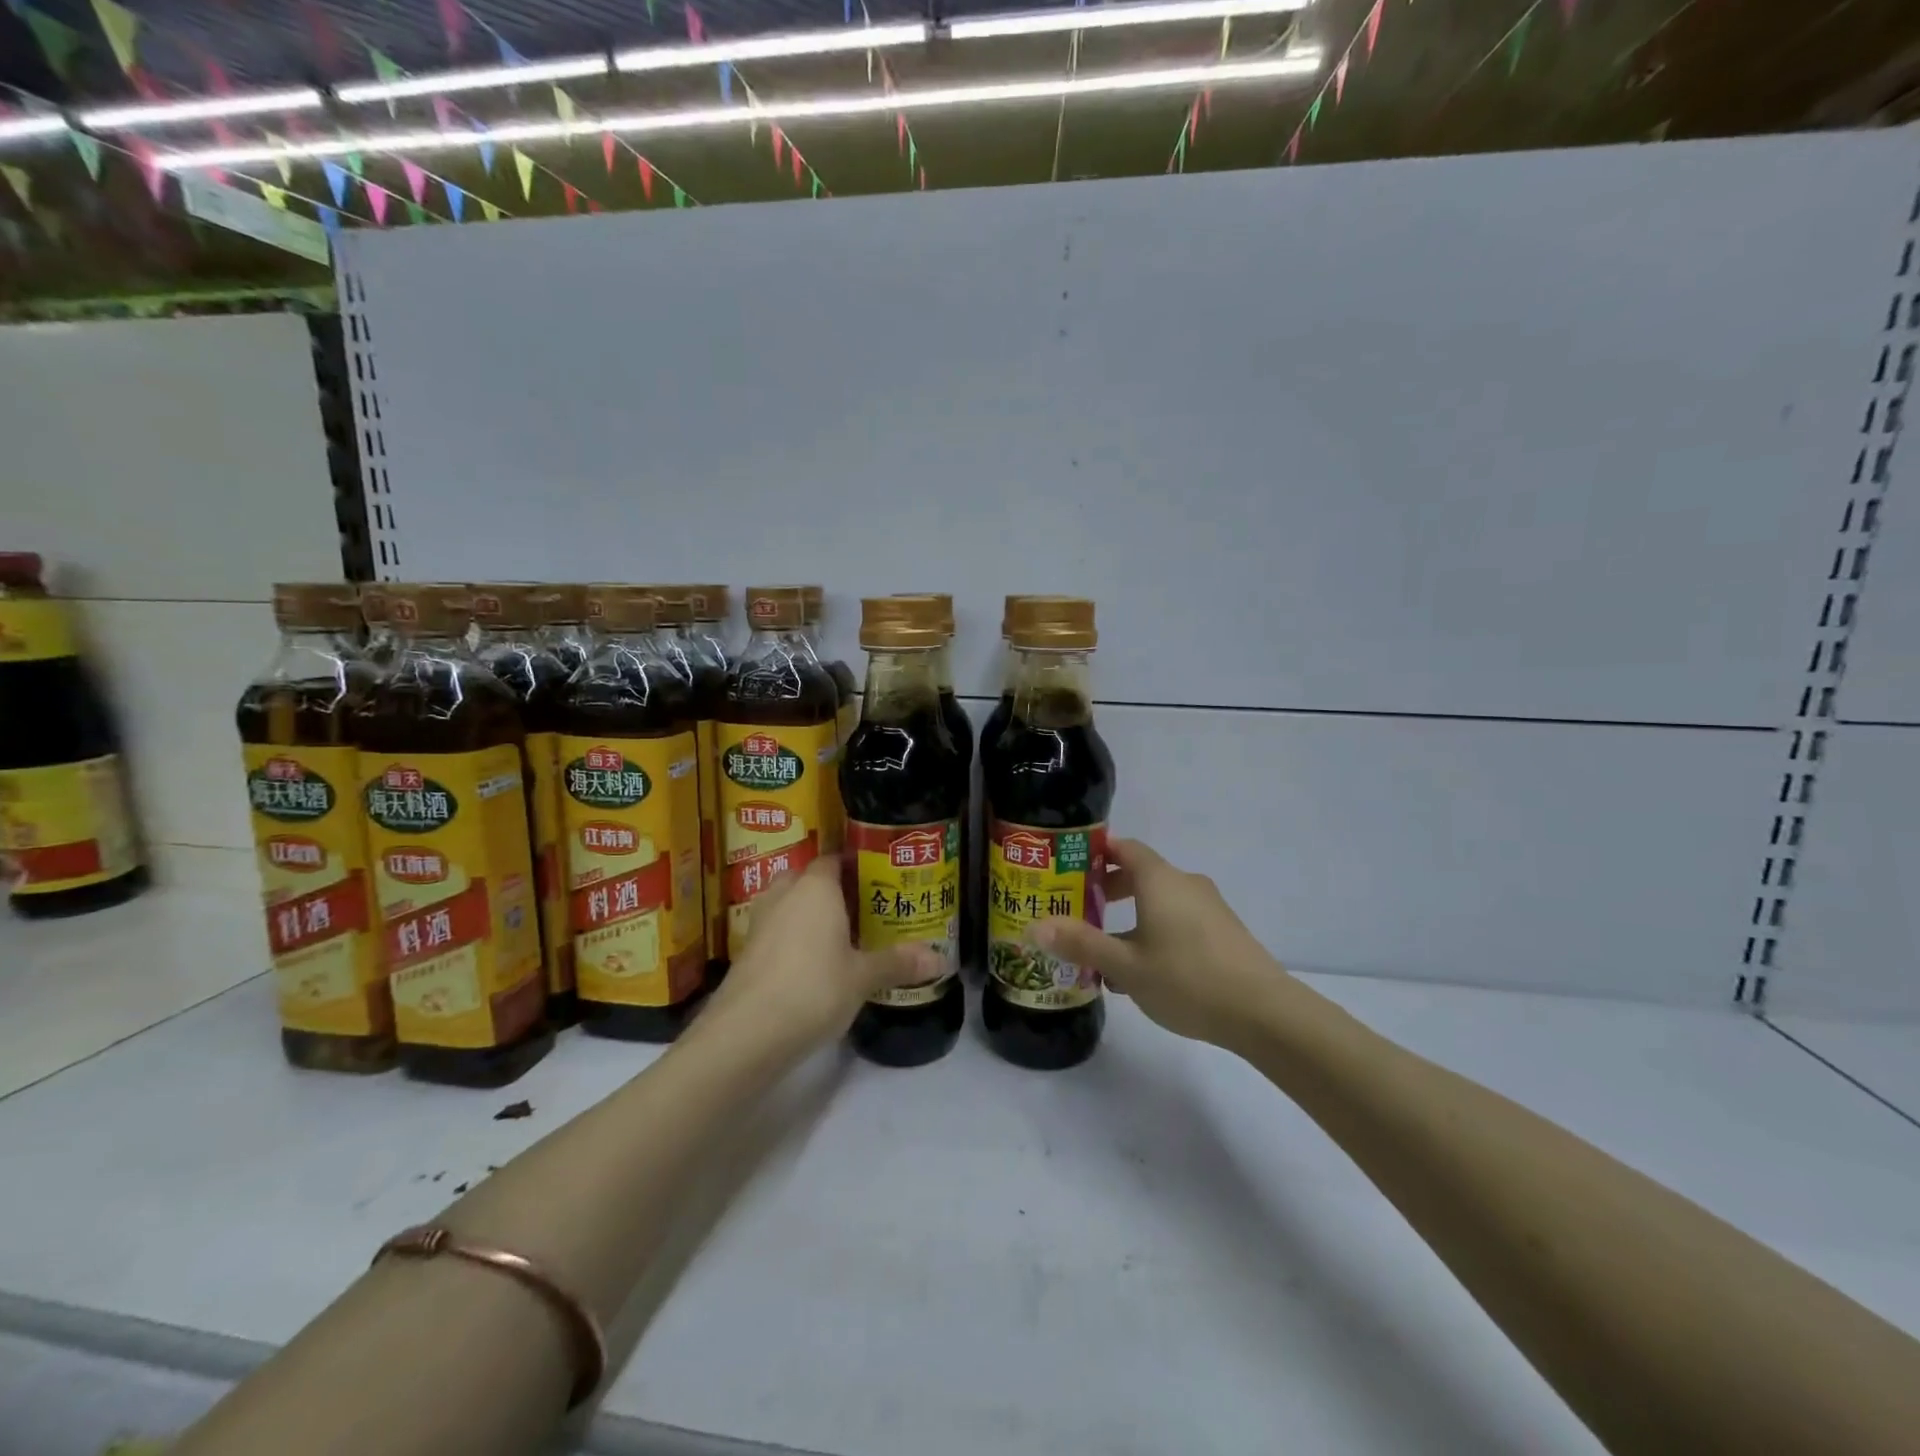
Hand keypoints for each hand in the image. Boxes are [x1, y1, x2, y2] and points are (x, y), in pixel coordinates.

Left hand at [708, 856, 941, 1043]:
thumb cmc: (813, 989)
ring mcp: (761, 922)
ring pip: (791, 905)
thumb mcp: (863, 977)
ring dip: (812, 915)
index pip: (836, 859)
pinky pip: (779, 931)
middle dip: (835, 891)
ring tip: (844, 935)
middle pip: (811, 879)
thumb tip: (941, 959)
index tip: (881, 879)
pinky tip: (815, 963)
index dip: (857, 866)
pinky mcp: (747, 951)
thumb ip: (898, 962)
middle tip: (866, 908)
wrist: (746, 1033)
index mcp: (815, 887)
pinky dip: (795, 939)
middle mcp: (785, 894)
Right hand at [1031, 838, 1288, 1049]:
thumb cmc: (1187, 980)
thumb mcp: (1126, 966)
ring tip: (1107, 950)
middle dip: (1109, 889)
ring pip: (1161, 900)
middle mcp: (1185, 884)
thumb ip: (1081, 944)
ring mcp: (1210, 908)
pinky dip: (1156, 930)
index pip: (1125, 848)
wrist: (1265, 1013)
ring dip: (1132, 916)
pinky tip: (1145, 971)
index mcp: (1160, 880)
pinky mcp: (1224, 932)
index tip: (1071, 869)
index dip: (1097, 854)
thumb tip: (1035, 927)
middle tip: (1080, 910)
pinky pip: (1180, 919)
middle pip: (1142, 873)